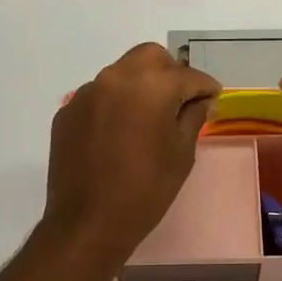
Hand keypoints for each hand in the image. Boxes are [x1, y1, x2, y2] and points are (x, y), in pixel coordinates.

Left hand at [44, 43, 220, 262]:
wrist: (88, 223)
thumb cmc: (146, 190)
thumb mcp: (181, 153)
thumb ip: (193, 117)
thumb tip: (202, 101)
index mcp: (150, 85)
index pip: (187, 75)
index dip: (206, 87)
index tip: (214, 98)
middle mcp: (115, 78)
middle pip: (150, 57)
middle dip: (171, 73)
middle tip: (182, 101)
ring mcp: (86, 94)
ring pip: (121, 74)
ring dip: (141, 86)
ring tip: (150, 118)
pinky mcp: (68, 113)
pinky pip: (99, 96)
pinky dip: (115, 105)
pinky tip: (120, 134)